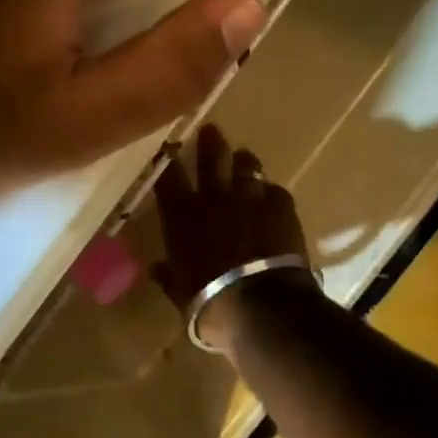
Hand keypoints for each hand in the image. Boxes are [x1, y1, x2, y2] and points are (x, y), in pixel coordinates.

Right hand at [150, 124, 309, 322]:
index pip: (169, 178)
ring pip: (247, 166)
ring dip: (244, 161)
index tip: (167, 149)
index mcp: (183, 216)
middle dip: (209, 142)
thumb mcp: (180, 295)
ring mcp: (251, 199)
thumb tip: (155, 269)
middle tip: (211, 130)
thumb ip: (169, 277)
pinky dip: (272, 193)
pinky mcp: (282, 208)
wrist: (262, 307)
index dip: (167, 161)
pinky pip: (276, 191)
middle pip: (211, 158)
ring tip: (244, 157)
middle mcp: (215, 199)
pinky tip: (272, 198)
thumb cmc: (211, 304)